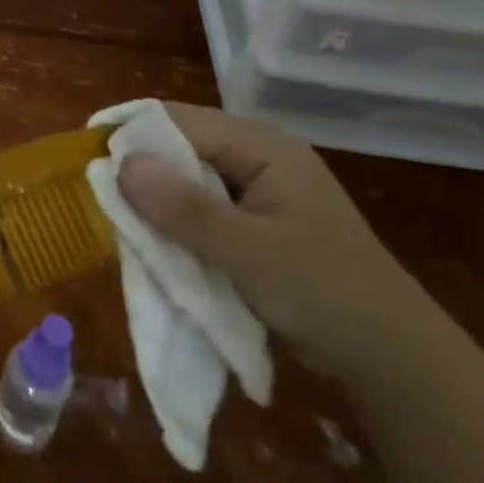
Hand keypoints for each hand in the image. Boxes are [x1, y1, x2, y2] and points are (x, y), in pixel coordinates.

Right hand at [116, 103, 433, 380]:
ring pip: (184, 177)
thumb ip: (185, 209)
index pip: (176, 119)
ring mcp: (256, 186)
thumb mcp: (251, 253)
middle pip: (178, 145)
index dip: (130, 134)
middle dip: (140, 170)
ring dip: (156, 200)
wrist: (396, 363)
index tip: (87, 160)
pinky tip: (158, 241)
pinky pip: (198, 205)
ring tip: (123, 223)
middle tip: (101, 198)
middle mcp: (256, 154)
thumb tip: (119, 163)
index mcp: (262, 145)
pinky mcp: (253, 218)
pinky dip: (174, 220)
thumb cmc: (326, 295)